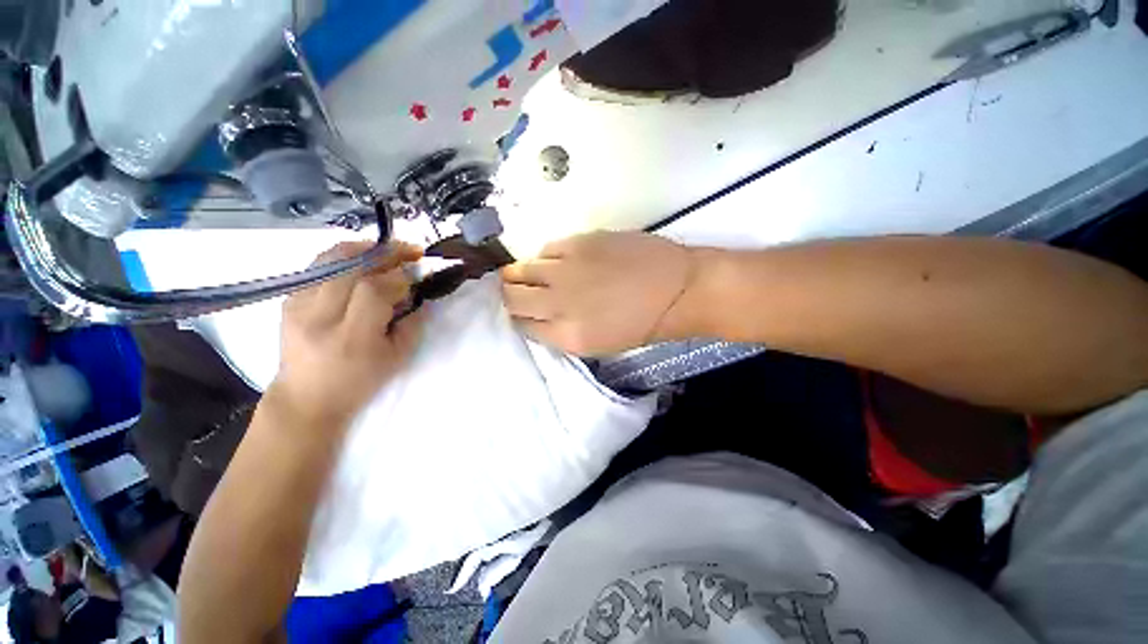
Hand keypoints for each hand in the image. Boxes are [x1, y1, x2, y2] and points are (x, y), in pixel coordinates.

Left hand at [270, 241, 425, 424]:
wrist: (307, 398)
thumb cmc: (359, 382)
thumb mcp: (397, 358)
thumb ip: (413, 322)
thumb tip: (418, 291)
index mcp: (351, 336)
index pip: (375, 290)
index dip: (401, 275)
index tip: (420, 270)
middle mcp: (319, 316)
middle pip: (351, 266)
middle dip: (386, 252)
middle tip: (410, 250)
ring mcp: (298, 305)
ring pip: (330, 259)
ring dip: (364, 248)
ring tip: (387, 249)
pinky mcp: (289, 300)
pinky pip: (318, 265)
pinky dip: (344, 257)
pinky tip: (362, 261)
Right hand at [501, 231, 696, 355]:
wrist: (677, 290)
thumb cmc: (642, 324)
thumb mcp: (597, 344)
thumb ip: (560, 332)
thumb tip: (537, 316)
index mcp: (567, 335)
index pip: (520, 325)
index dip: (518, 317)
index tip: (521, 312)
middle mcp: (559, 303)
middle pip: (512, 296)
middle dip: (510, 295)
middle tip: (518, 292)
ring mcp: (566, 270)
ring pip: (519, 269)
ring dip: (521, 274)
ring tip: (534, 275)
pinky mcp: (578, 242)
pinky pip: (545, 249)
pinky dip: (546, 258)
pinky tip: (561, 262)